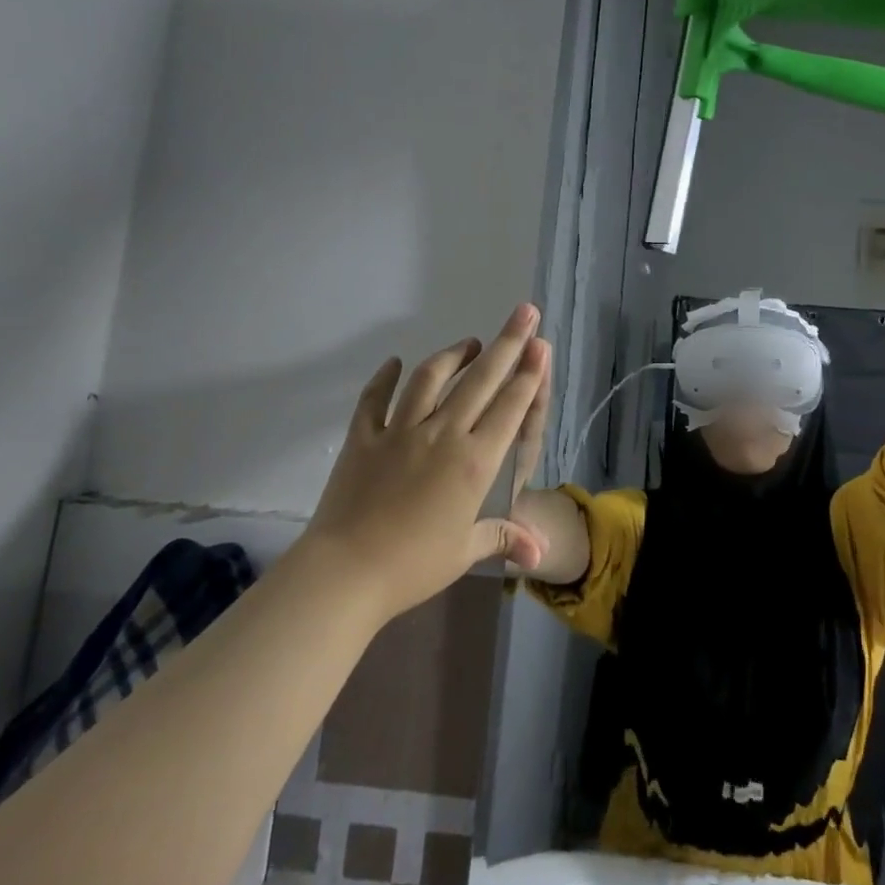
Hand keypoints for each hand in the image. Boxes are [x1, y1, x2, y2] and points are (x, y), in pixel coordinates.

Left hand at [306, 304, 550, 620]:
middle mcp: (443, 434)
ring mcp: (401, 431)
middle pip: (481, 380)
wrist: (345, 572)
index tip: (540, 343)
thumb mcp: (465, 552)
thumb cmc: (413, 565)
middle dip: (507, 343)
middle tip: (523, 312)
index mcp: (475, 461)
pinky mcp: (364, 438)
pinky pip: (375, 399)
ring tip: (469, 343)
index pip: (511, 407)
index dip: (529, 373)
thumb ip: (504, 539)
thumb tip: (539, 554)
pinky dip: (385, 378)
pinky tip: (394, 363)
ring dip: (453, 355)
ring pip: (431, 379)